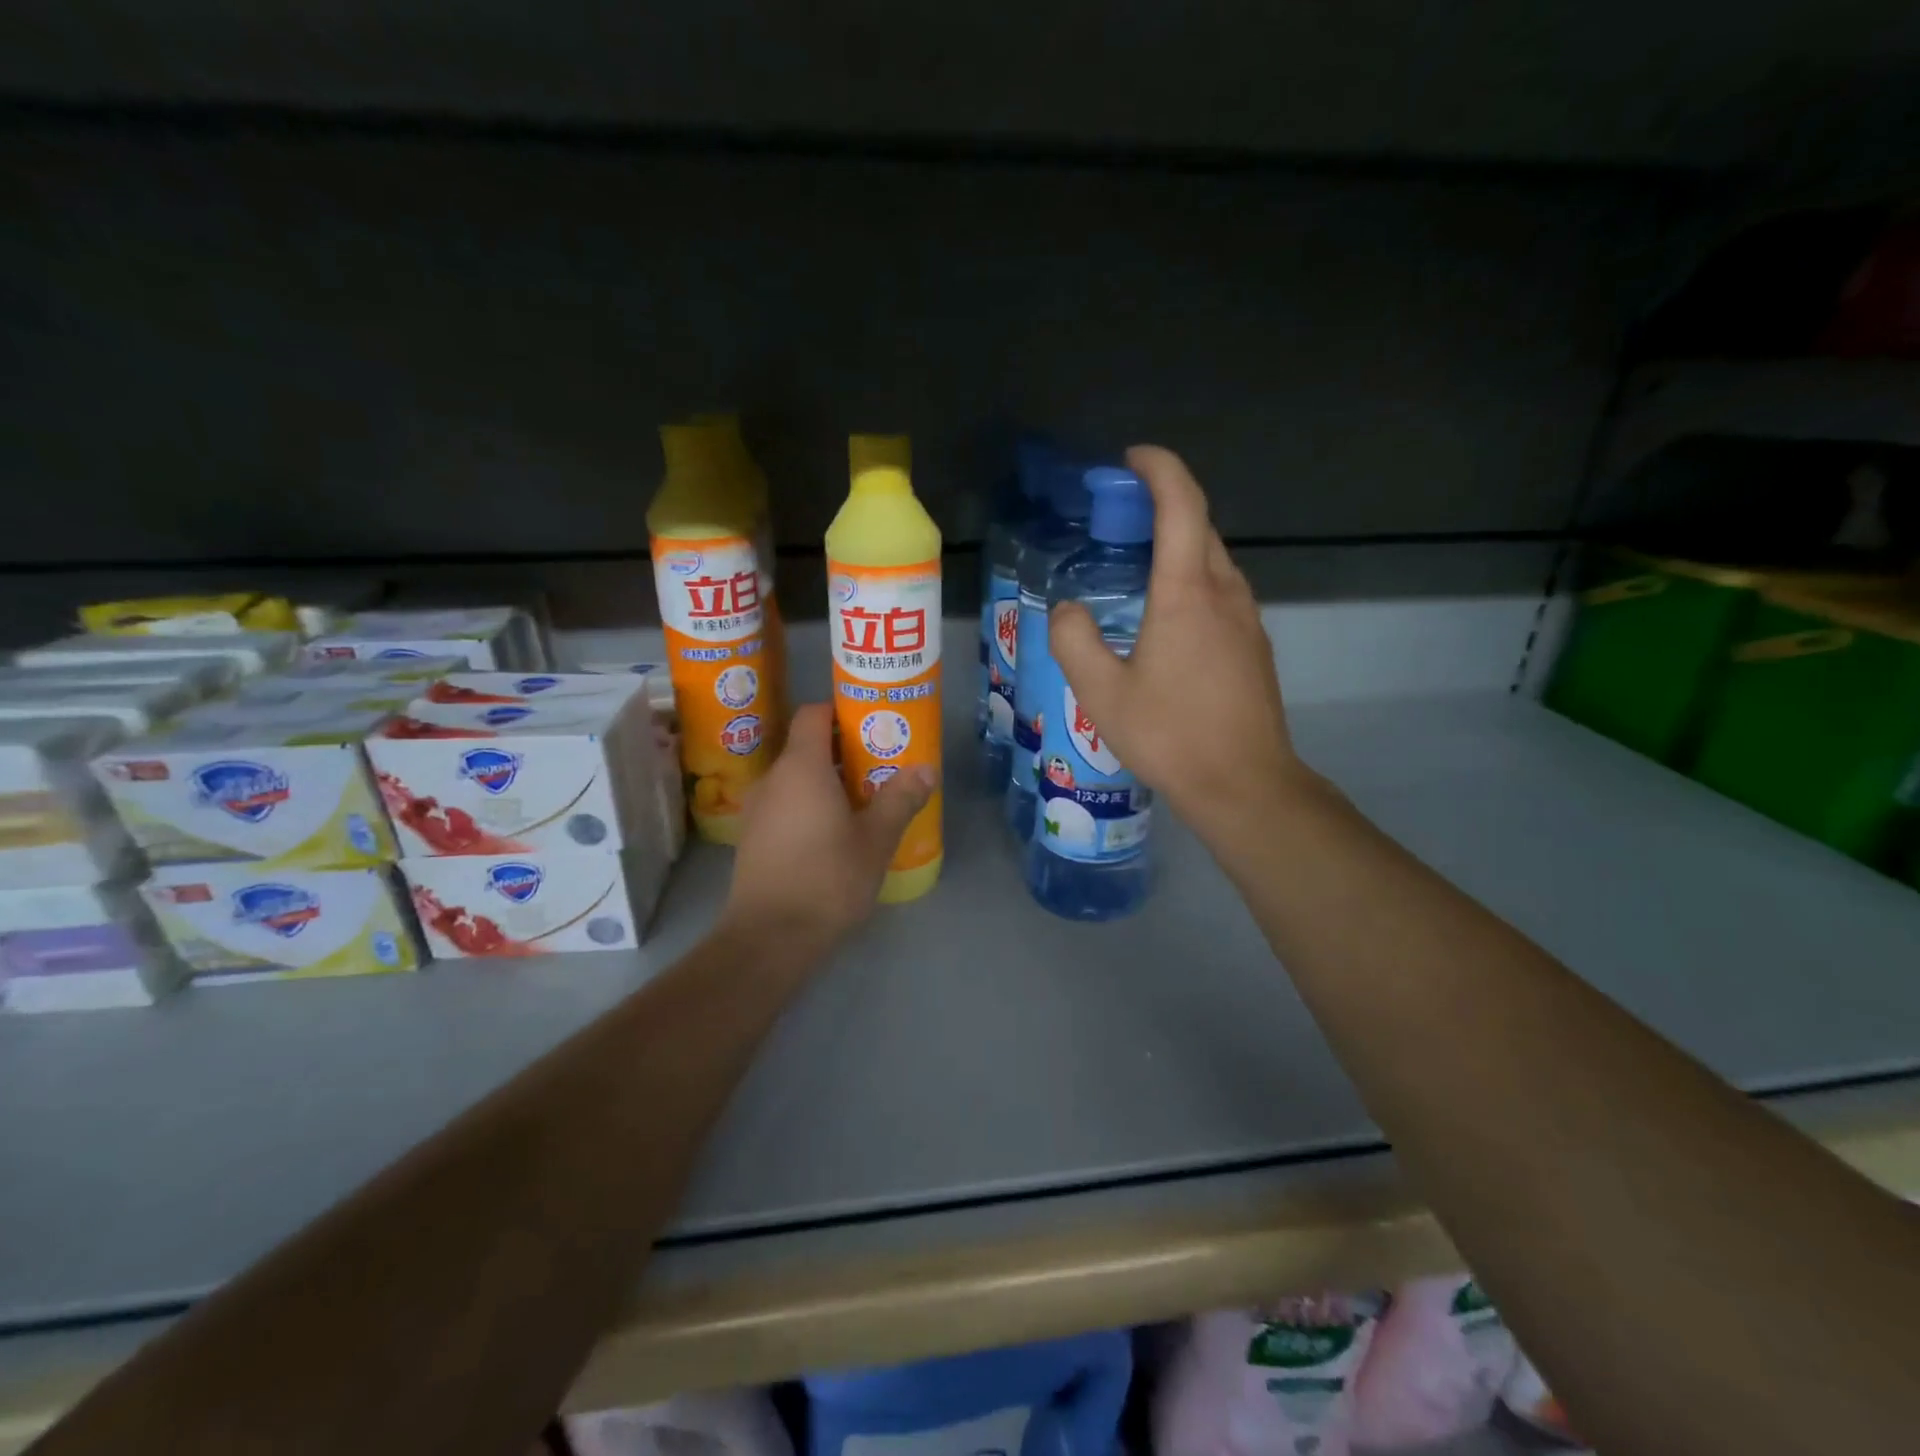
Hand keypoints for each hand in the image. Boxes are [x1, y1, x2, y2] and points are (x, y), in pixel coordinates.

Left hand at [722, 704, 935, 950]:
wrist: (769, 938)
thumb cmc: (827, 879)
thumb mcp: (876, 839)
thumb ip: (900, 799)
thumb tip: (927, 769)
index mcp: (801, 767)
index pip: (813, 714)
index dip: (841, 711)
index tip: (872, 723)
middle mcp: (773, 778)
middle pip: (807, 746)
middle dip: (844, 750)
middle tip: (881, 764)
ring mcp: (757, 809)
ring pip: (796, 778)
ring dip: (827, 780)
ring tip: (863, 799)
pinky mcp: (752, 837)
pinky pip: (785, 803)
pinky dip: (809, 804)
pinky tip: (834, 832)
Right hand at [1048, 445, 1312, 843]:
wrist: (1244, 784)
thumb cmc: (1170, 735)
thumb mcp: (1101, 693)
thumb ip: (1074, 640)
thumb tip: (1069, 609)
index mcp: (1186, 593)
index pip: (1181, 505)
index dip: (1159, 469)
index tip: (1131, 459)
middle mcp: (1224, 593)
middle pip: (1200, 527)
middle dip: (1163, 505)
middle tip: (1119, 516)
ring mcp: (1247, 620)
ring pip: (1214, 561)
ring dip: (1179, 544)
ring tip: (1137, 564)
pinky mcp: (1254, 646)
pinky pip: (1222, 592)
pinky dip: (1192, 578)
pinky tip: (1167, 614)